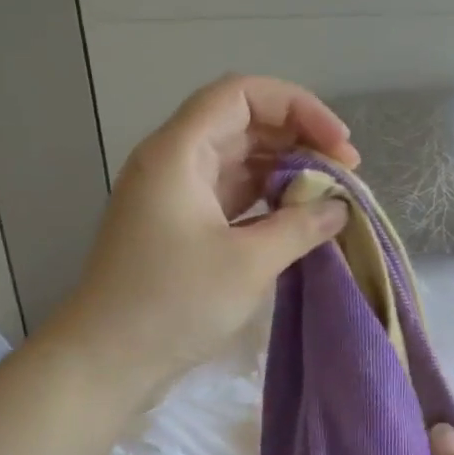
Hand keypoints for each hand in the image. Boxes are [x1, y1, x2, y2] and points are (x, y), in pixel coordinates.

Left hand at [57, 74, 358, 397]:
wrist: (108, 359)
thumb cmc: (174, 303)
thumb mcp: (248, 264)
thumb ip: (300, 227)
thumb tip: (339, 208)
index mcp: (180, 153)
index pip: (242, 95)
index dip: (298, 107)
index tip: (340, 143)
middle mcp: (174, 163)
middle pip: (243, 125)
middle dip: (298, 141)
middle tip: (345, 174)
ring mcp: (175, 198)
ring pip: (238, 164)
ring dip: (285, 173)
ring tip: (329, 197)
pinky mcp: (180, 230)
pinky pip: (230, 199)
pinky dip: (266, 203)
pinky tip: (298, 221)